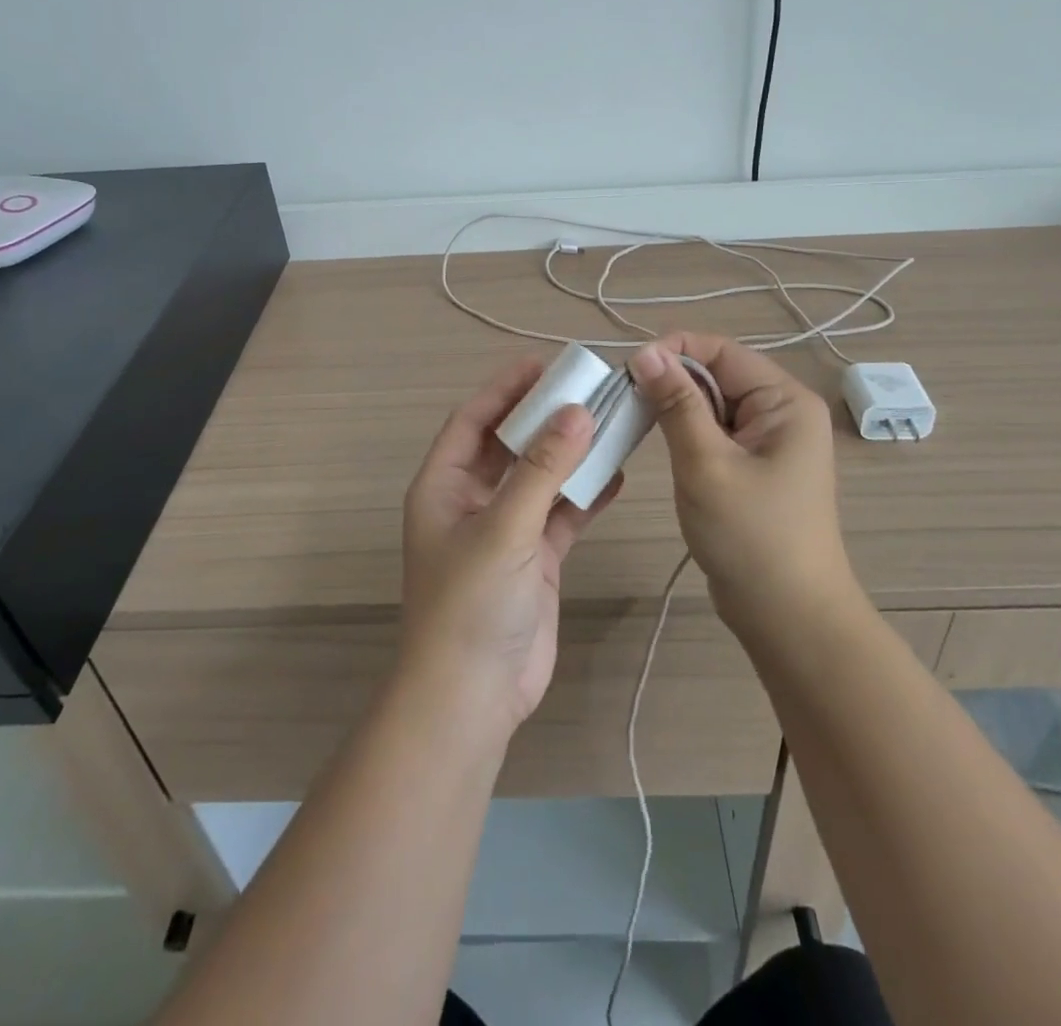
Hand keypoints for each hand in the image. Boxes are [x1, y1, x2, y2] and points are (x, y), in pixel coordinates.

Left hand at [400, 357, 623, 728]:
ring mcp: (505, 530)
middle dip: (545, 416)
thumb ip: (541, 469)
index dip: (505, 388)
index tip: (544, 363)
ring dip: (571, 453)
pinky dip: (586, 495)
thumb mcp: (503, 528)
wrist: (473, 697)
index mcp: (444, 485)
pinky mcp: (534, 557)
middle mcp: (472, 500)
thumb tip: (577, 412)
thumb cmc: (471, 603)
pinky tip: (617, 475)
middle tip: (588, 387)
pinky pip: (561, 513)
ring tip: (611, 421)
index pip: (474, 420)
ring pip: (541, 477)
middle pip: (511, 444)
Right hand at [629, 334, 858, 636]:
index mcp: (785, 400)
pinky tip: (656, 440)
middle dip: (671, 379)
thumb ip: (676, 404)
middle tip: (622, 396)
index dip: (673, 350)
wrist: (788, 616)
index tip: (627, 369)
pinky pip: (714, 431)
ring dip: (674, 406)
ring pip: (712, 403)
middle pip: (717, 374)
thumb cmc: (751, 536)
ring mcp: (769, 440)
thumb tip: (645, 352)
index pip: (722, 351)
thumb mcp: (706, 463)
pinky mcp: (754, 465)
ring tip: (632, 416)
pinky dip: (685, 431)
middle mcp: (782, 411)